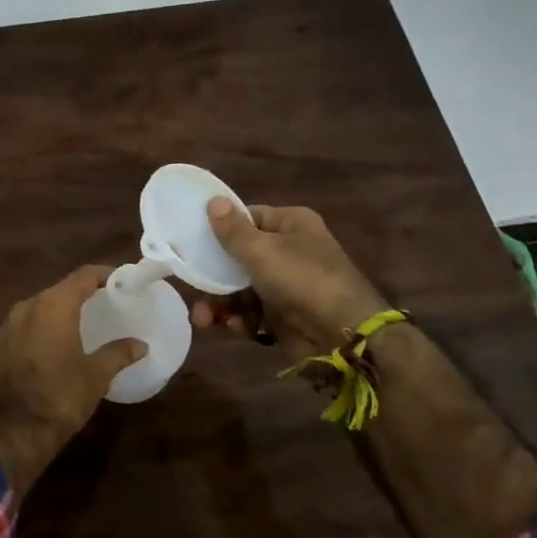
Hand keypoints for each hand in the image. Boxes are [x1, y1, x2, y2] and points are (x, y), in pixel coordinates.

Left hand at [0, 266, 145, 494]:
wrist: (10, 432)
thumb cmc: (59, 397)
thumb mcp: (96, 376)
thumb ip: (118, 354)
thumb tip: (140, 345)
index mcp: (54, 305)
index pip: (83, 276)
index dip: (104, 274)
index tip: (121, 280)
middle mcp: (27, 306)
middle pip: (59, 290)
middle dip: (81, 293)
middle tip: (103, 302)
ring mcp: (6, 326)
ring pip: (38, 308)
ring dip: (58, 312)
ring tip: (79, 324)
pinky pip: (23, 327)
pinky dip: (40, 330)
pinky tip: (51, 347)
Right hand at [190, 200, 386, 360]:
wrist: (344, 336)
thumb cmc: (301, 279)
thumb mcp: (261, 250)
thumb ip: (232, 230)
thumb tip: (213, 200)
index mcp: (292, 225)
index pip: (249, 217)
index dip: (222, 228)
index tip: (193, 239)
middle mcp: (291, 251)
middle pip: (242, 257)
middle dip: (215, 275)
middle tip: (192, 286)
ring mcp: (289, 286)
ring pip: (244, 289)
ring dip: (222, 303)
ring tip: (203, 319)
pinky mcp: (286, 317)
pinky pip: (254, 314)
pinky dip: (241, 320)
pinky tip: (232, 328)